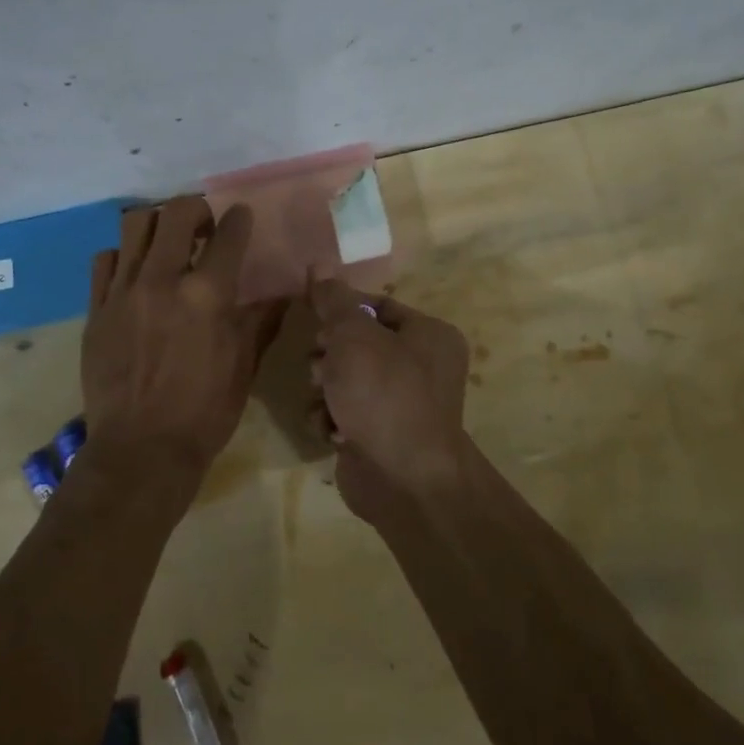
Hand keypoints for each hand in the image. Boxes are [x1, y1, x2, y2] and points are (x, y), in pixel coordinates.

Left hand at [83, 197, 283, 492]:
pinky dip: (124, 256)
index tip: (242, 216)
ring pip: (135, 225)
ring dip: (157, 224)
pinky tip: (135, 273)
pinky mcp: (96, 309)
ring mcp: (123, 292)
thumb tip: (284, 292)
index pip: (228, 234)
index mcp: (207, 295)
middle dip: (196, 208)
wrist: (141, 450)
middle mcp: (163, 280)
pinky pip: (105, 260)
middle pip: (176, 212)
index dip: (239, 218)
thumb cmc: (204, 411)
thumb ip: (262, 320)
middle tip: (204, 225)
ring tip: (168, 242)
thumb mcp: (244, 365)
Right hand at [309, 278, 472, 521]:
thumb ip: (334, 300)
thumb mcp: (354, 336)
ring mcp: (401, 404)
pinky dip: (332, 419)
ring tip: (326, 401)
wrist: (403, 479)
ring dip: (326, 388)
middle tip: (321, 366)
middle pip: (358, 343)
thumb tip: (319, 265)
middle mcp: (421, 367)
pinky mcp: (380, 435)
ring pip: (345, 379)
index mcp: (428, 335)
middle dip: (330, 354)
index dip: (341, 310)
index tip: (315, 318)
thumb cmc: (384, 394)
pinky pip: (345, 412)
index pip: (377, 306)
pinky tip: (331, 430)